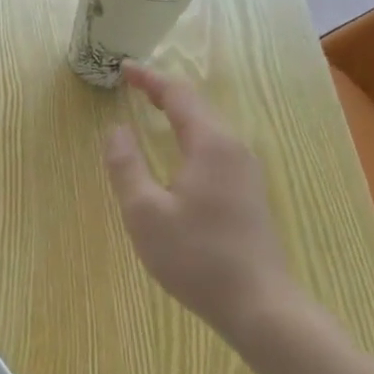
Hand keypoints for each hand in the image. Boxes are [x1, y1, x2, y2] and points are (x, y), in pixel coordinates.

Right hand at [102, 63, 300, 342]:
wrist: (258, 305)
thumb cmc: (196, 257)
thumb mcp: (145, 212)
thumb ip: (126, 166)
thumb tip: (115, 130)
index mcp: (211, 145)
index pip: (178, 95)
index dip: (149, 79)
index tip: (123, 68)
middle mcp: (234, 149)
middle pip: (197, 107)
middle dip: (163, 92)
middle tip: (132, 86)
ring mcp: (247, 172)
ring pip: (209, 128)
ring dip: (178, 114)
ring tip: (149, 111)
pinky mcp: (249, 194)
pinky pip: (215, 149)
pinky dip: (190, 136)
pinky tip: (177, 154)